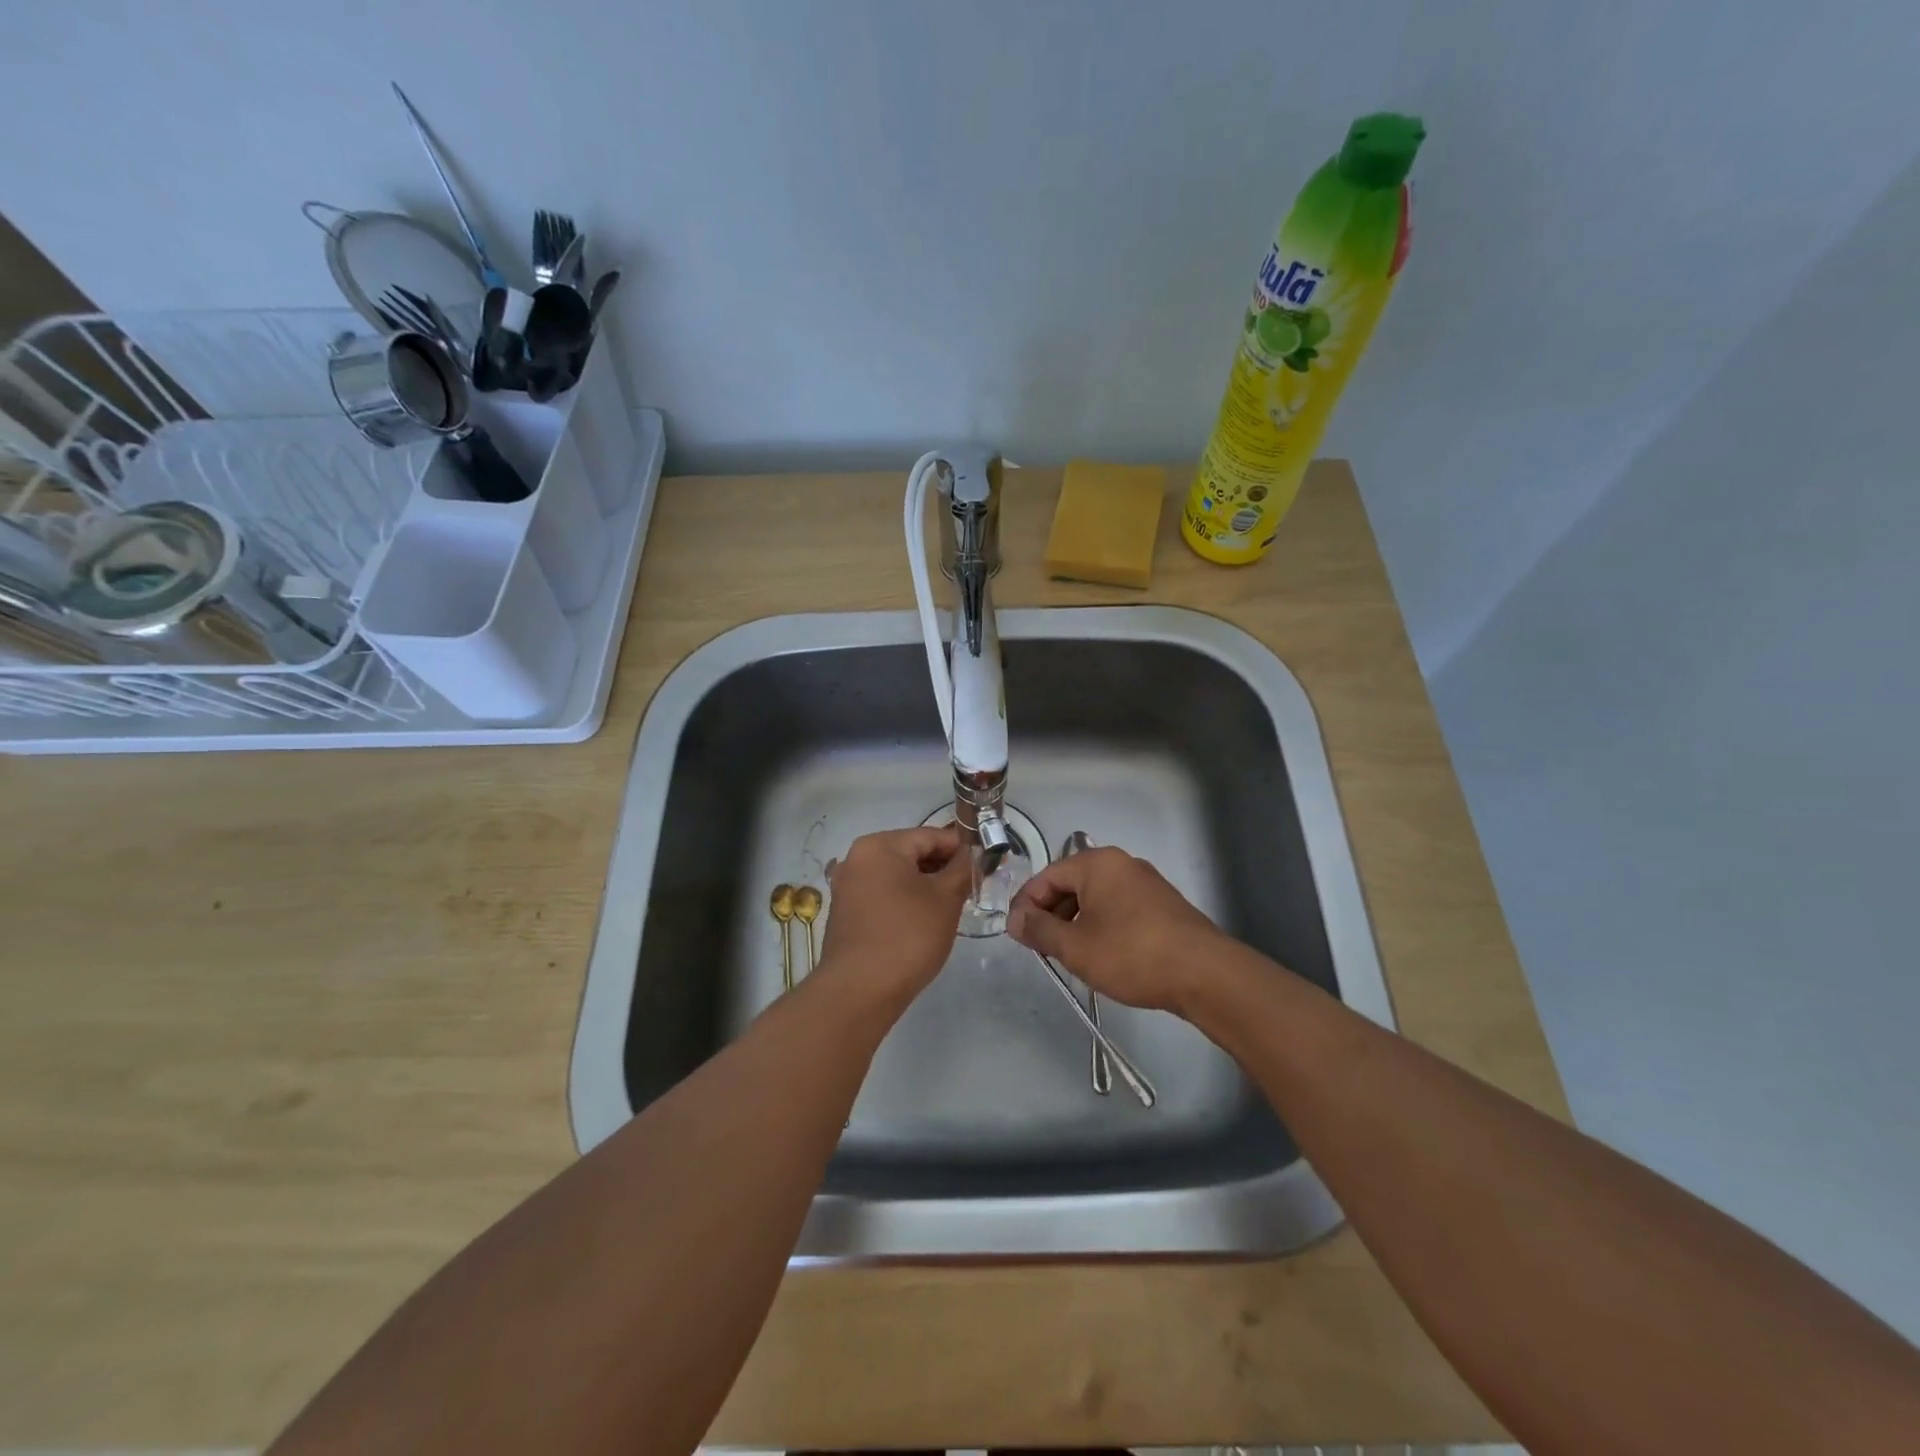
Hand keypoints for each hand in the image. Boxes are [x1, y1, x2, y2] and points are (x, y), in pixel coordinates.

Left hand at [817, 825, 971, 1007]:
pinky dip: (904, 900)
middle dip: (942, 867)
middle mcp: (857, 858)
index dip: (961, 848)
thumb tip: (972, 854)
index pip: (930, 835)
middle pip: (911, 853)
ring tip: (950, 905)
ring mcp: (846, 886)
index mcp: (879, 846)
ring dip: (924, 885)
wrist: (860, 991)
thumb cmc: (908, 936)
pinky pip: (882, 894)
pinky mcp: (845, 912)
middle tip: (971, 886)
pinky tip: (922, 920)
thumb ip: (962, 869)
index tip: (985, 863)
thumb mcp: (946, 899)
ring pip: (896, 875)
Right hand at [1006, 846, 1229, 1012]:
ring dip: (1075, 923)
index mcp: (1097, 863)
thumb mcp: (1075, 946)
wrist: (1204, 974)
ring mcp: (1145, 883)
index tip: (1017, 936)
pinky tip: (1102, 955)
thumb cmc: (1131, 954)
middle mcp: (1121, 864)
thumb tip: (1014, 919)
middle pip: (1071, 884)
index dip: (1026, 905)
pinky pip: (1118, 908)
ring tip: (1070, 956)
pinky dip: (1101, 926)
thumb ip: (1039, 929)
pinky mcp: (1162, 905)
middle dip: (1051, 915)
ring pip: (1095, 898)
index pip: (1046, 877)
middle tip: (1041, 949)